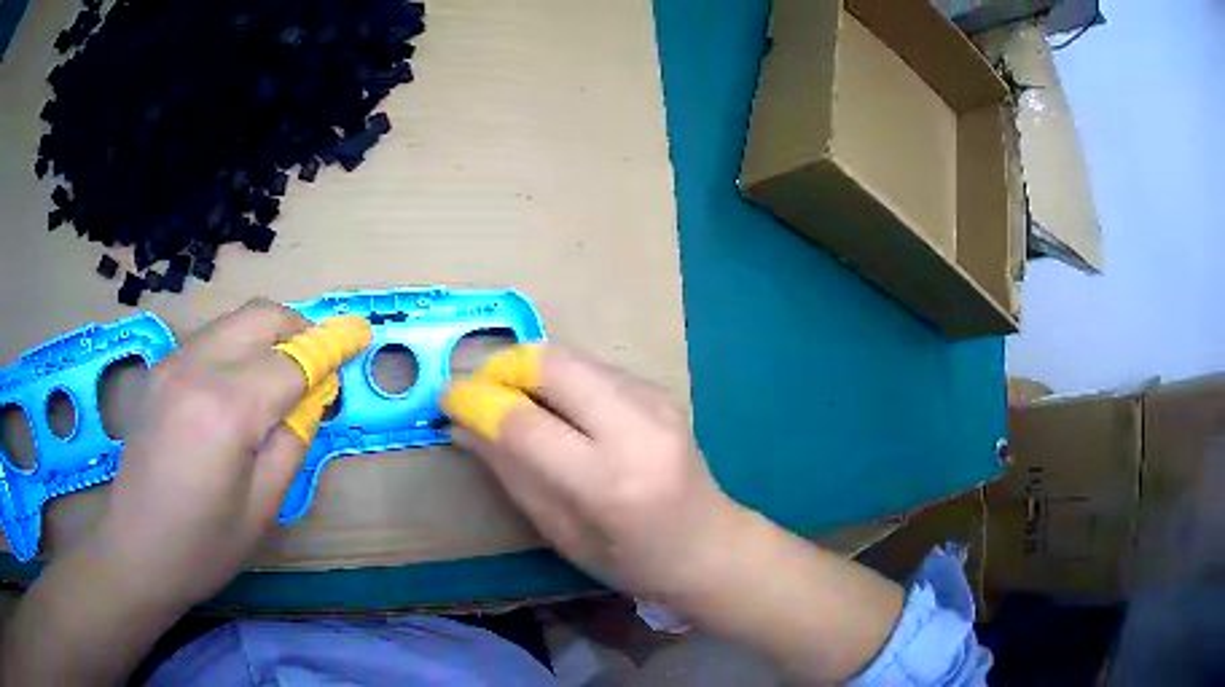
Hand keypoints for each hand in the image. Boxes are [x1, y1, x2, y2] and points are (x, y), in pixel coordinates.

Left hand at [92, 298, 337, 608]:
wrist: (135, 549)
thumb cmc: (204, 546)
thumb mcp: (262, 507)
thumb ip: (292, 441)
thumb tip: (313, 396)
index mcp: (226, 410)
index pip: (291, 361)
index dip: (329, 349)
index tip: (359, 336)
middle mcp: (196, 368)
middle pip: (260, 317)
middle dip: (298, 328)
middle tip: (319, 360)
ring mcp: (172, 362)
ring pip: (234, 322)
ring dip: (267, 337)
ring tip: (281, 378)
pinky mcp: (160, 368)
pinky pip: (210, 339)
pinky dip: (238, 347)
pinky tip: (240, 387)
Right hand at [443, 344, 746, 602]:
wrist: (708, 545)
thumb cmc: (630, 560)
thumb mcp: (561, 532)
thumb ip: (511, 473)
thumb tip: (462, 425)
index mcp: (608, 482)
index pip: (524, 423)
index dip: (476, 402)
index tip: (447, 397)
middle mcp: (637, 428)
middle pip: (552, 364)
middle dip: (502, 367)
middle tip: (477, 390)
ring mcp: (655, 401)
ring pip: (572, 357)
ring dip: (530, 370)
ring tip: (510, 400)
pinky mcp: (660, 390)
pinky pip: (594, 367)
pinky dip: (560, 378)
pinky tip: (556, 408)